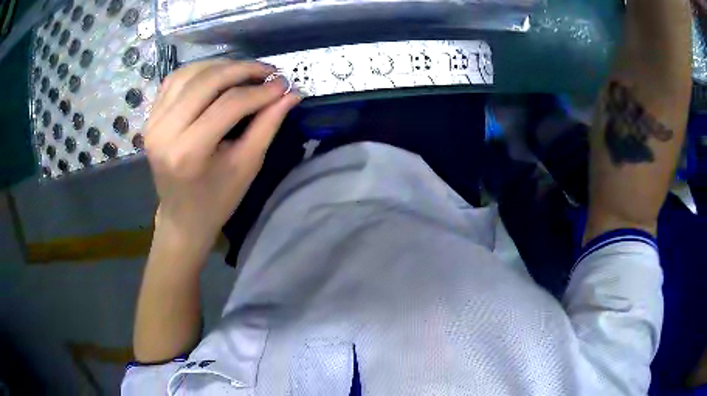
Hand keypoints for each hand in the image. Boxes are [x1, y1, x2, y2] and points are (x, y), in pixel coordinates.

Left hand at [145, 60, 299, 253]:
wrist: (182, 216)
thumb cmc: (217, 199)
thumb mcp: (247, 166)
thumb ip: (267, 125)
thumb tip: (290, 93)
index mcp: (188, 153)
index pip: (229, 105)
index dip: (260, 91)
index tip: (284, 85)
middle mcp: (164, 132)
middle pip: (207, 82)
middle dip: (243, 70)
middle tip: (269, 71)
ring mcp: (153, 122)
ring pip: (189, 74)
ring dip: (221, 66)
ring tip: (246, 71)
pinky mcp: (150, 117)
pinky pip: (174, 80)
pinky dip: (199, 71)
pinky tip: (217, 75)